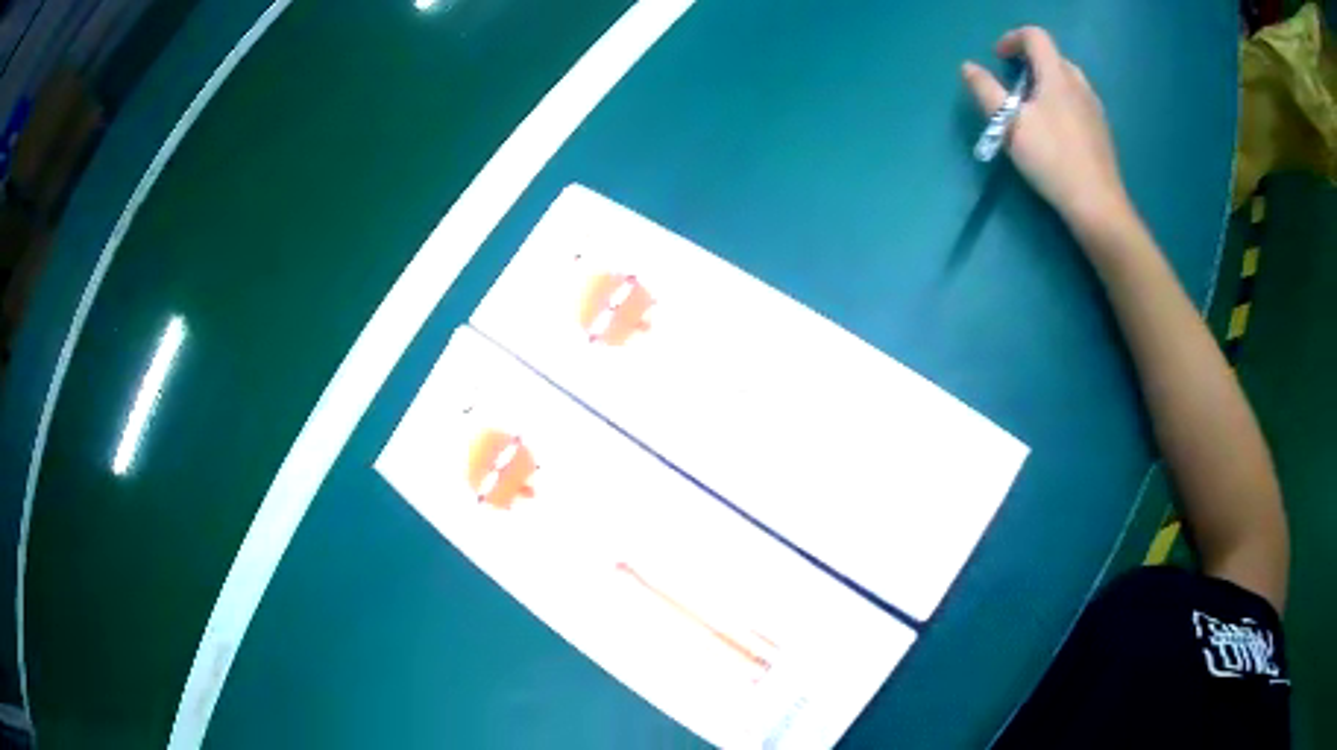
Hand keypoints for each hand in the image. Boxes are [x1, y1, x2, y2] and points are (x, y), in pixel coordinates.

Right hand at [963, 27, 1130, 234]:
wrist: (1097, 205)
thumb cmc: (1052, 160)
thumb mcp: (1010, 125)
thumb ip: (986, 91)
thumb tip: (968, 67)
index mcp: (1057, 76)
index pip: (1035, 37)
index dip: (1013, 39)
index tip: (998, 58)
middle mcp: (1079, 85)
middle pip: (1053, 56)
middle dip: (1030, 61)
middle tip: (1013, 83)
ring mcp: (1095, 108)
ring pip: (1068, 79)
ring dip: (1047, 81)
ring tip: (1033, 107)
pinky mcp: (1102, 131)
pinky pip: (1079, 101)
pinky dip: (1062, 101)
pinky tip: (1055, 130)